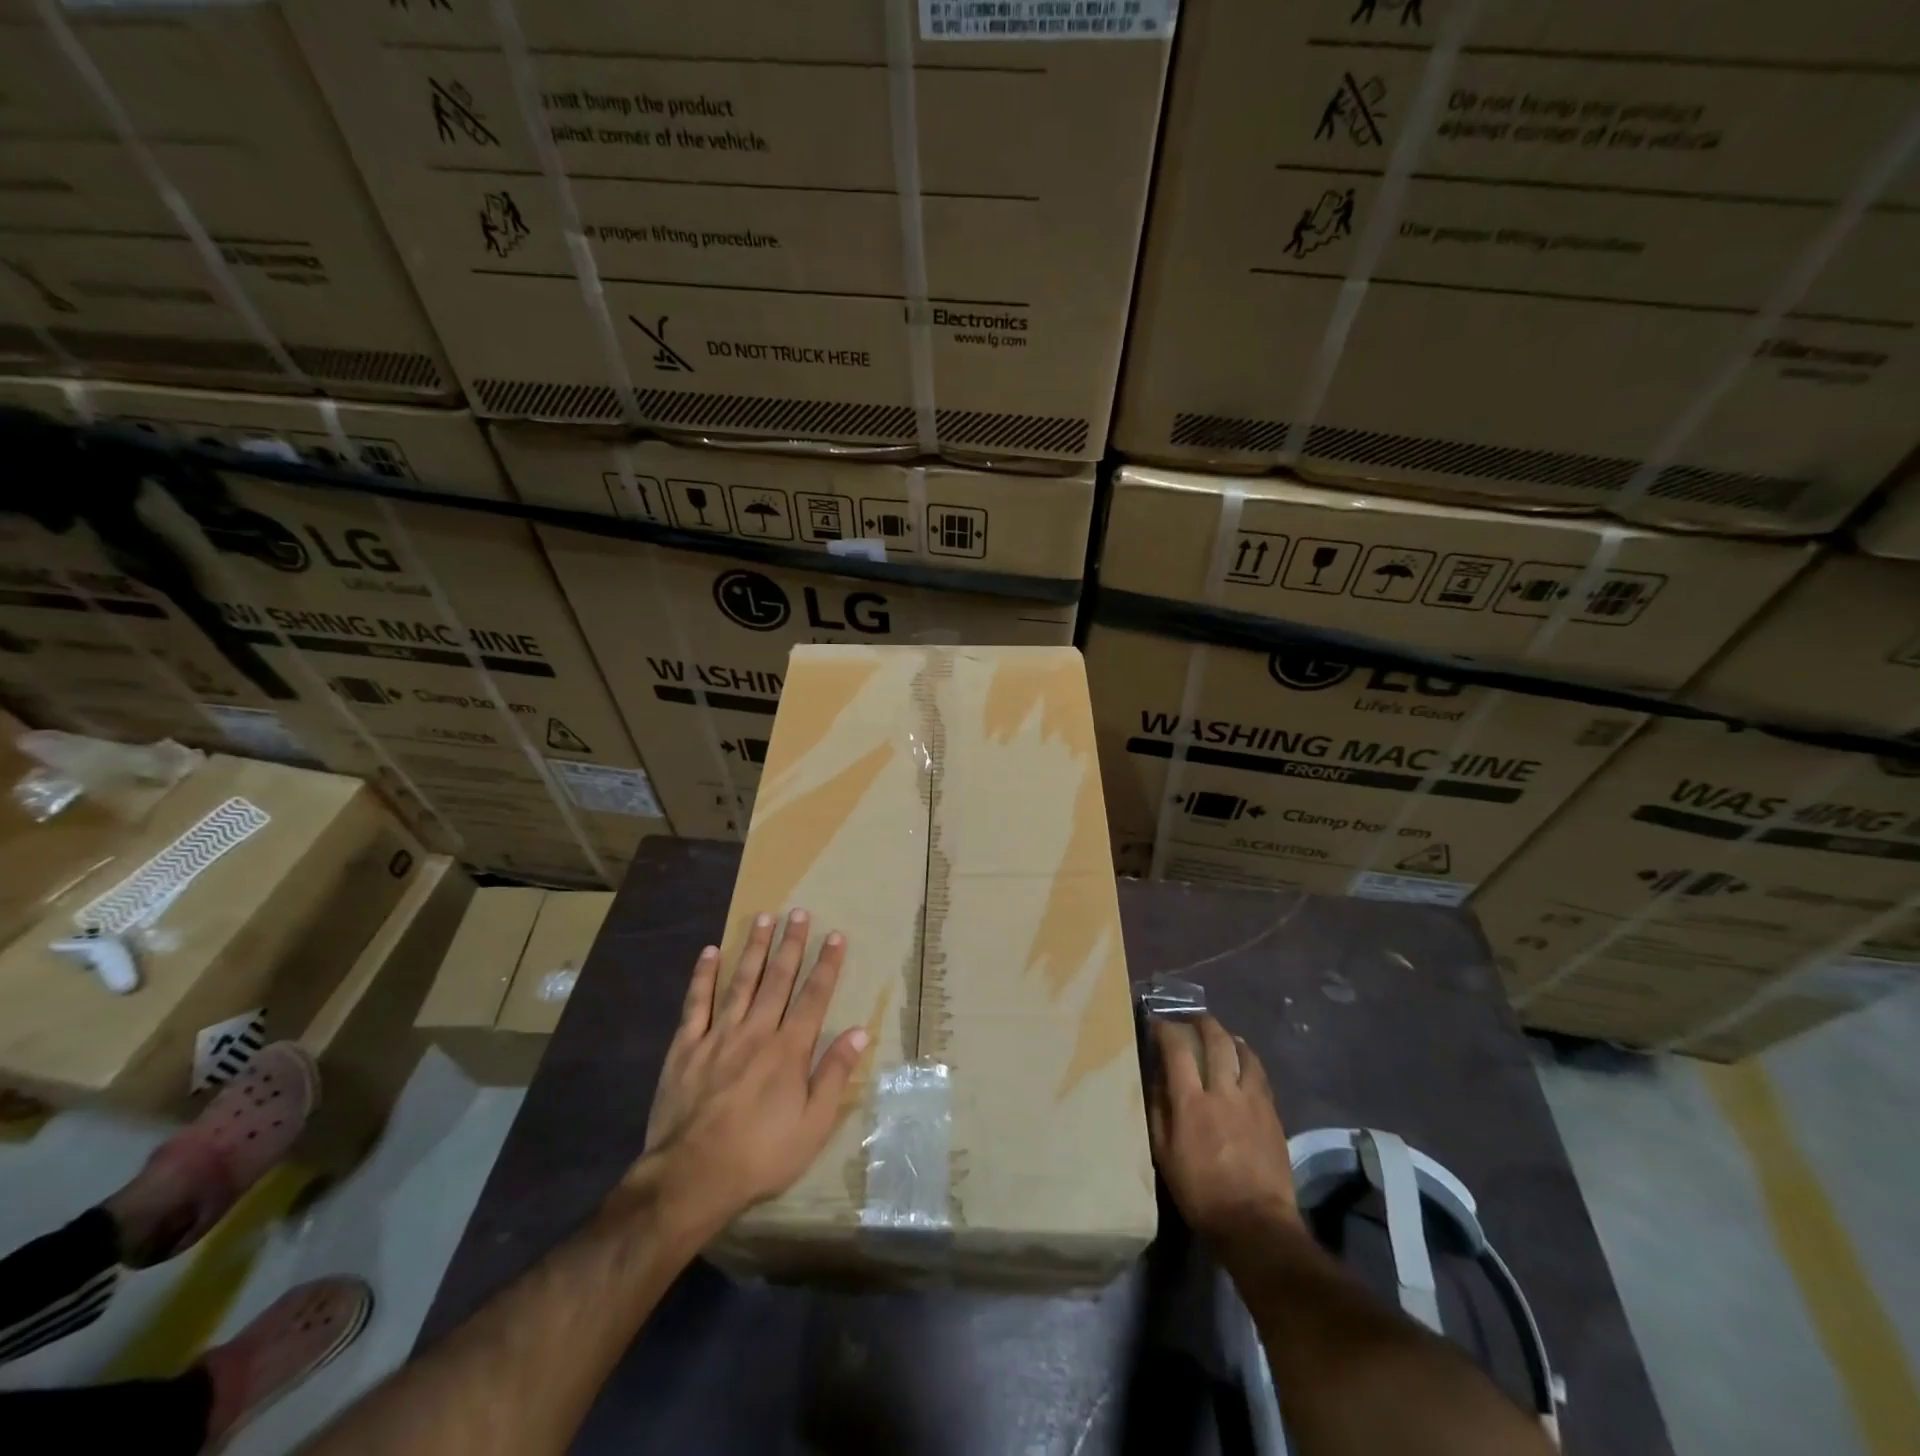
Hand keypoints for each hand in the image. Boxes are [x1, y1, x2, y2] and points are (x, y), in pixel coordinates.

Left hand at [634, 910, 868, 1232]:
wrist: (691, 1177)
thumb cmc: (760, 1155)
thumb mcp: (812, 1125)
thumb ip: (834, 1074)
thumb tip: (858, 1032)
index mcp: (789, 1049)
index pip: (814, 997)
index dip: (827, 965)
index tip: (835, 936)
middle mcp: (756, 1031)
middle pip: (778, 979)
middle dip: (792, 944)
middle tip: (799, 913)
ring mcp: (718, 1035)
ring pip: (741, 981)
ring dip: (755, 948)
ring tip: (765, 918)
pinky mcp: (686, 1047)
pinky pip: (696, 1003)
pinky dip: (704, 976)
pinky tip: (710, 951)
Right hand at [1148, 1015, 1299, 1247]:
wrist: (1256, 1224)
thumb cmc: (1202, 1193)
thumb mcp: (1165, 1156)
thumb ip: (1158, 1113)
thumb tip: (1156, 1081)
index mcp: (1191, 1103)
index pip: (1177, 1050)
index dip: (1166, 1030)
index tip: (1157, 1024)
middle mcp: (1223, 1092)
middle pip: (1216, 1041)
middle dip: (1202, 1022)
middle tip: (1192, 1019)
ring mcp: (1252, 1101)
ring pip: (1243, 1053)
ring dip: (1229, 1038)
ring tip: (1221, 1036)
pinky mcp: (1272, 1113)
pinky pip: (1260, 1075)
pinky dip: (1249, 1060)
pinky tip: (1244, 1062)